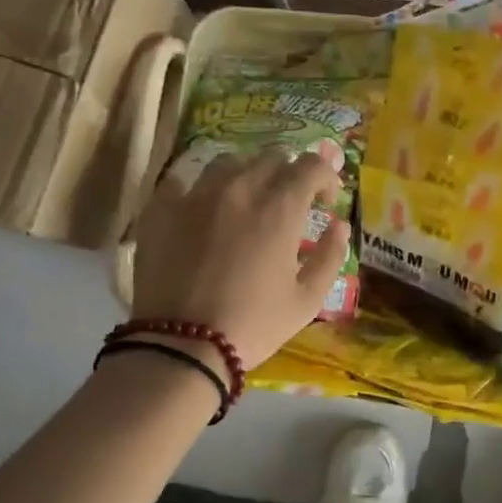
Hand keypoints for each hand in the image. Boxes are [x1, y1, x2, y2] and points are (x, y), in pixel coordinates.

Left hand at [132, 149, 348, 368]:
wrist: (181, 345)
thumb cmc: (253, 325)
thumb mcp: (307, 301)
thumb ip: (330, 257)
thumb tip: (340, 226)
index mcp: (280, 208)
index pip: (311, 165)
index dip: (327, 177)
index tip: (326, 201)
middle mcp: (239, 188)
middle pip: (272, 157)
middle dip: (289, 174)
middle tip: (290, 204)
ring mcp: (196, 194)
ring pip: (229, 162)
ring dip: (247, 175)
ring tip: (246, 202)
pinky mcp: (161, 208)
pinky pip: (184, 180)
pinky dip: (201, 188)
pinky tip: (203, 210)